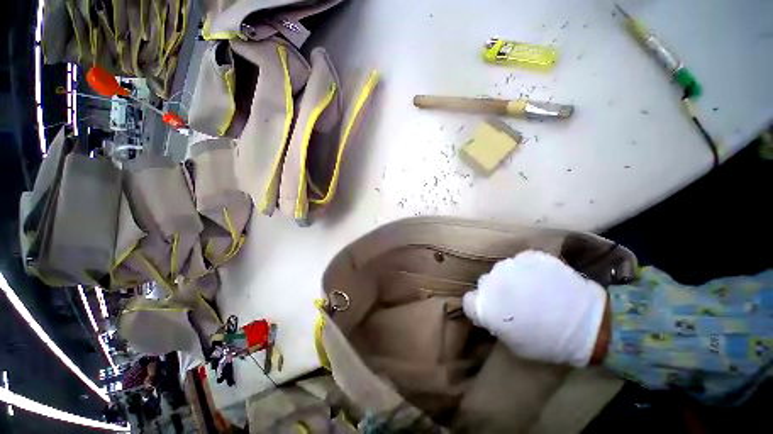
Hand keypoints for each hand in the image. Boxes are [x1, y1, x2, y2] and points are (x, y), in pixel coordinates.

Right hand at [462, 250, 607, 366]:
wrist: (588, 324)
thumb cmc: (548, 342)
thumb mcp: (514, 344)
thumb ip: (496, 325)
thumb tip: (493, 314)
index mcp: (485, 305)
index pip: (469, 301)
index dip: (480, 307)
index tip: (492, 312)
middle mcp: (491, 281)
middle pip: (485, 283)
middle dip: (496, 292)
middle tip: (515, 301)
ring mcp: (510, 265)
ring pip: (502, 270)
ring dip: (511, 279)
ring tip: (531, 290)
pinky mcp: (529, 256)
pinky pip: (521, 261)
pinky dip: (527, 269)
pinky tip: (541, 279)